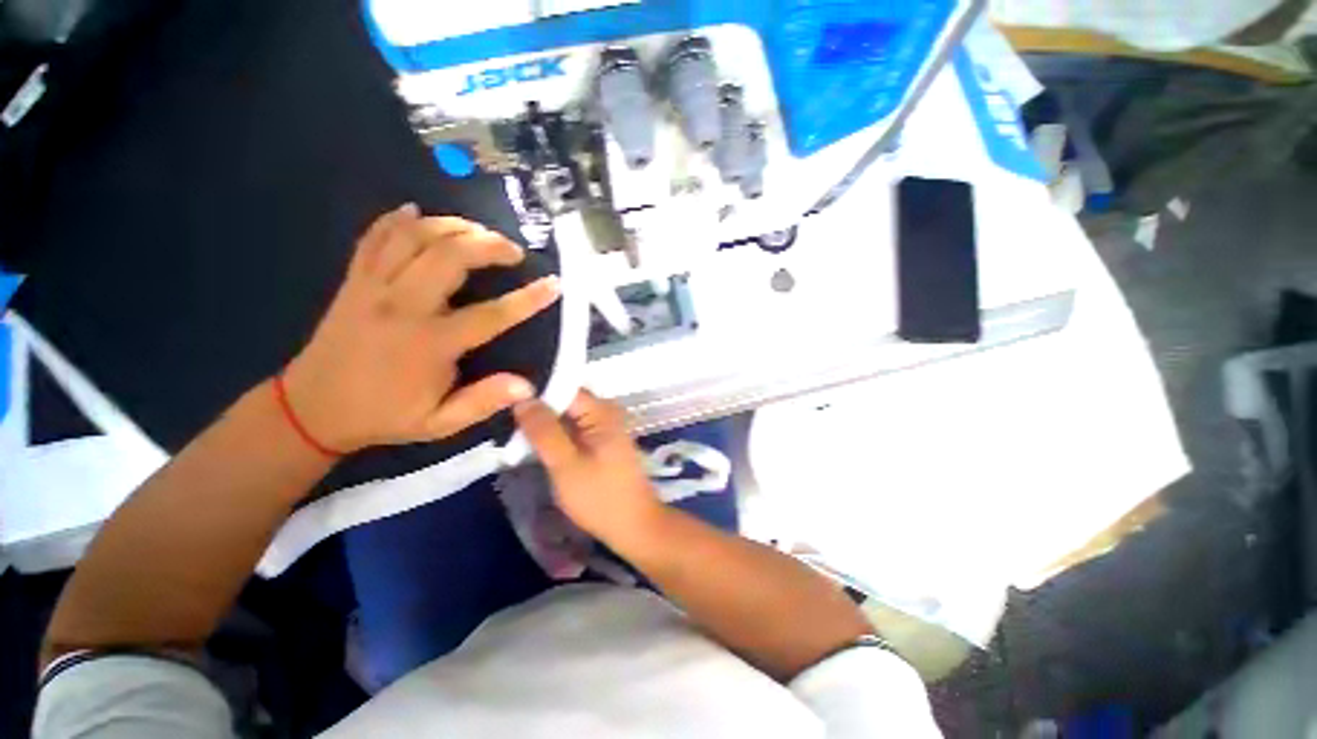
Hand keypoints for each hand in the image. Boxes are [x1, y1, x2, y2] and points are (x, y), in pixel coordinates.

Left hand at [282, 204, 559, 452]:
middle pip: (451, 256)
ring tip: (477, 231)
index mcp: (430, 343)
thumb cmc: (384, 416)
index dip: (528, 298)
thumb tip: (527, 385)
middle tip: (513, 251)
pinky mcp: (354, 280)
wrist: (312, 409)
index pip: (492, 314)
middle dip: (489, 245)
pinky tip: (417, 212)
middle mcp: (403, 306)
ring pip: (415, 237)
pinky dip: (397, 220)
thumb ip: (483, 402)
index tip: (553, 284)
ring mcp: (374, 287)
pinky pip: (375, 237)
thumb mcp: (440, 423)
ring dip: (452, 226)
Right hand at [514, 391, 663, 546]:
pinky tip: (533, 444)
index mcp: (601, 411)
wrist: (635, 526)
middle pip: (565, 401)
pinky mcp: (602, 442)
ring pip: (567, 417)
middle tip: (503, 419)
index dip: (534, 393)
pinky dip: (556, 436)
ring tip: (511, 431)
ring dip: (544, 425)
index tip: (504, 400)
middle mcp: (606, 412)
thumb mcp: (566, 465)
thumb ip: (544, 430)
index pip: (562, 388)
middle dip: (537, 410)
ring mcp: (605, 427)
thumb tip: (522, 397)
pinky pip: (574, 430)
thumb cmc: (600, 497)